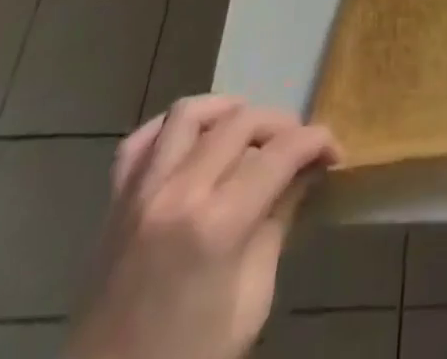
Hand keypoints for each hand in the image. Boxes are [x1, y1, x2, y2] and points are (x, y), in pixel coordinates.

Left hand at [66, 96, 341, 358]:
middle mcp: (178, 193)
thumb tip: (306, 172)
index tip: (333, 151)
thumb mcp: (251, 301)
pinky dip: (170, 129)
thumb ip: (277, 223)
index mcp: (217, 225)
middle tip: (298, 147)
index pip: (281, 152)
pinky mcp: (113, 204)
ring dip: (227, 111)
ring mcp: (139, 194)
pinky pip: (139, 140)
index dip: (317, 141)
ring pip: (189, 113)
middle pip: (241, 121)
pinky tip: (193, 140)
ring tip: (248, 130)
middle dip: (282, 124)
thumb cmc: (192, 357)